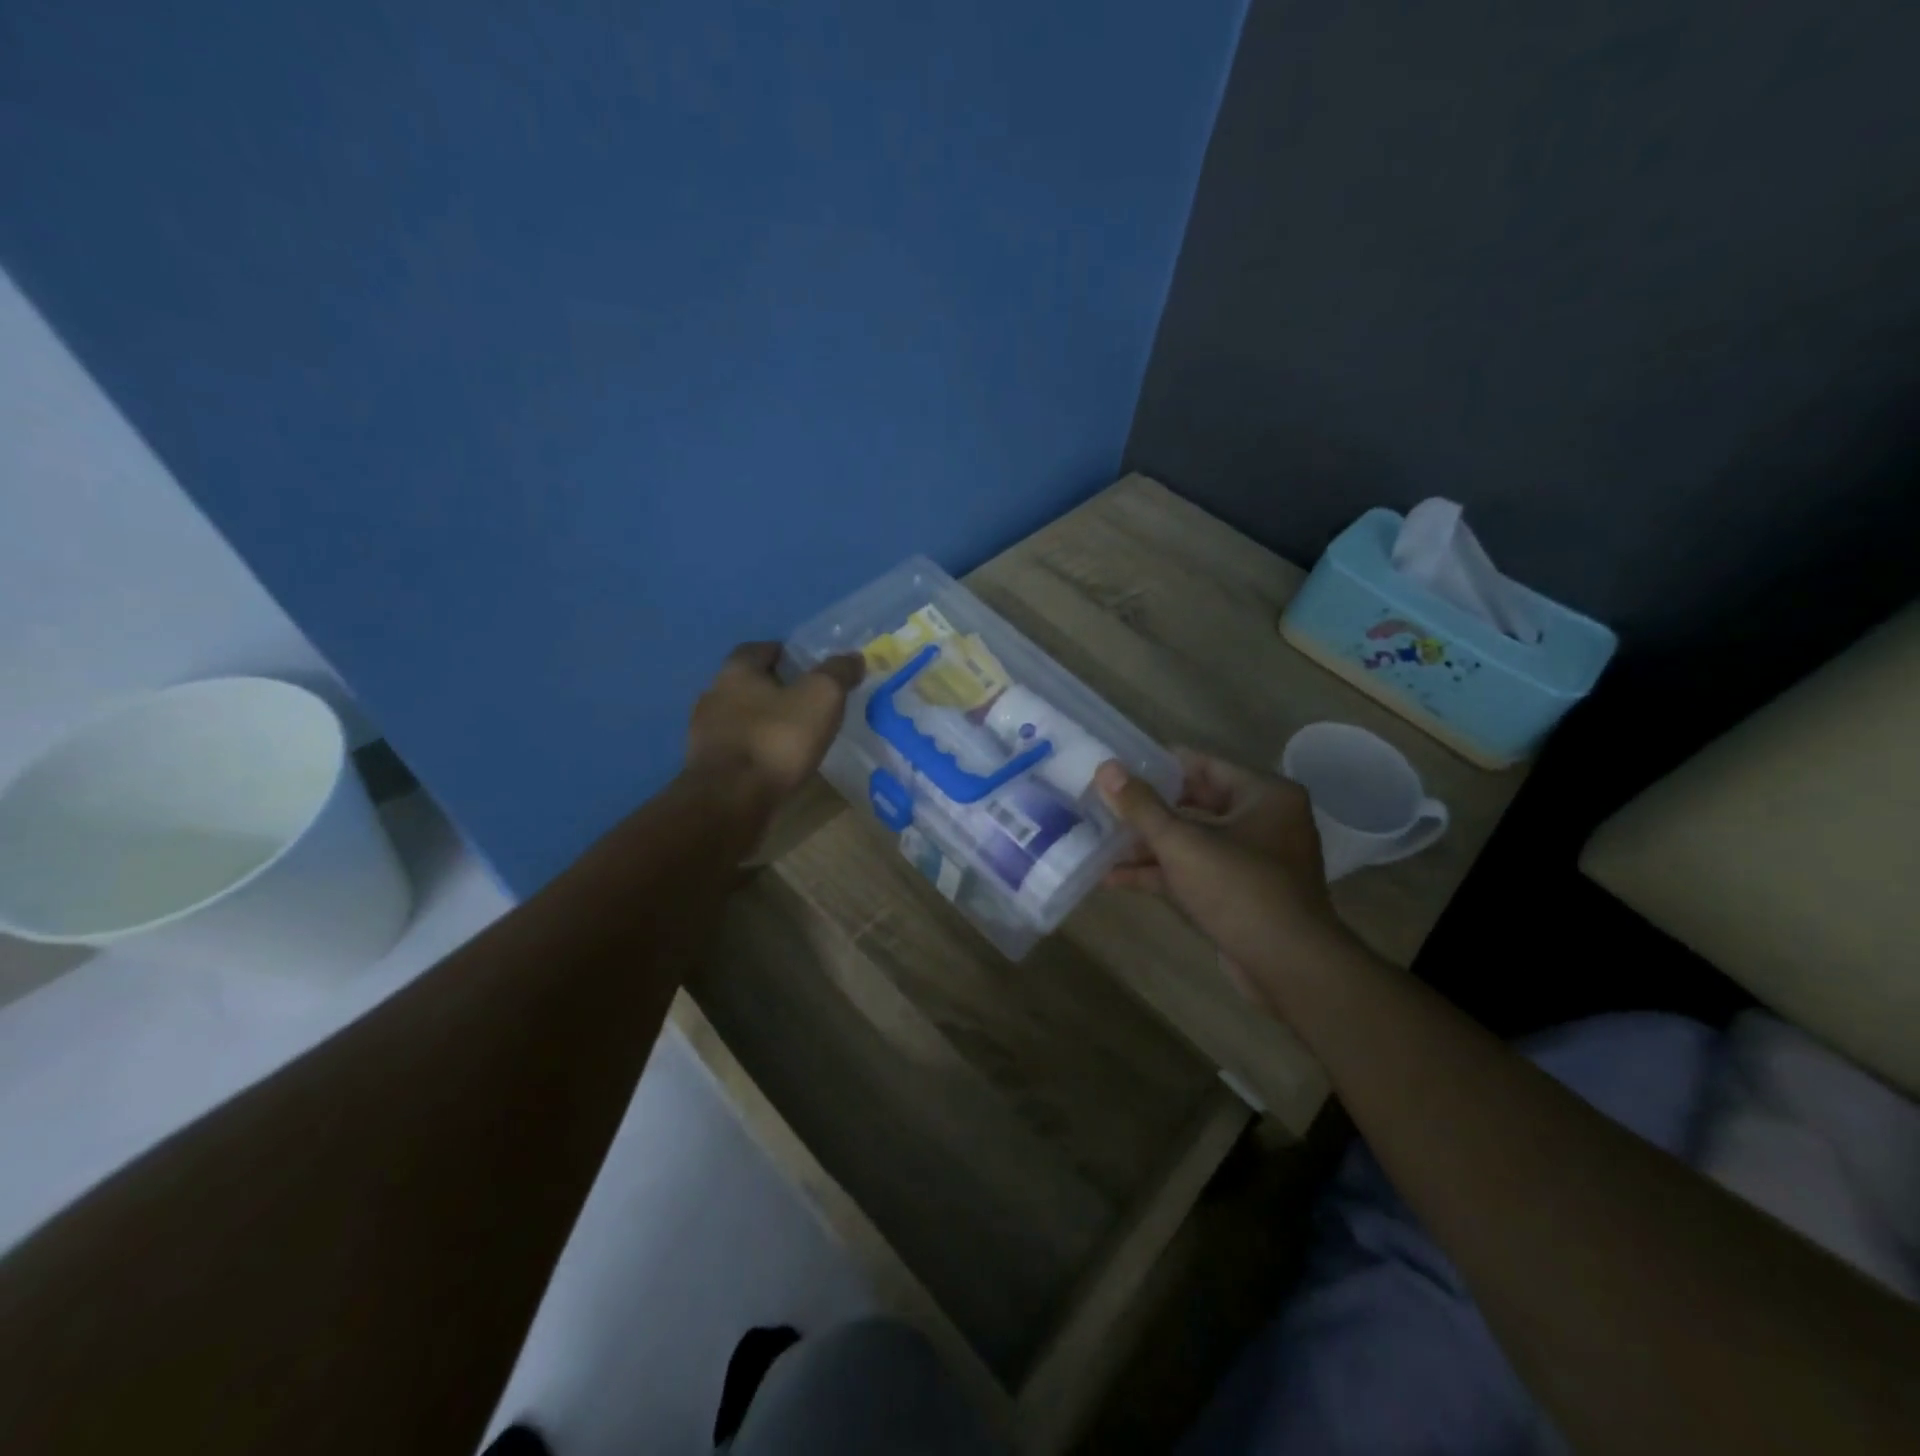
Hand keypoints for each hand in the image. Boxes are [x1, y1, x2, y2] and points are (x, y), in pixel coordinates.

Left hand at [685, 642, 863, 816]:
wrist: (730, 800)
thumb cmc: (777, 739)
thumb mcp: (821, 697)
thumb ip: (838, 673)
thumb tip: (854, 657)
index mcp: (736, 671)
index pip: (757, 649)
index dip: (782, 653)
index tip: (805, 665)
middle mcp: (713, 695)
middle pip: (745, 683)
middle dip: (772, 688)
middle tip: (805, 700)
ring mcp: (704, 733)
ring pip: (739, 717)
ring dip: (761, 721)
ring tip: (792, 734)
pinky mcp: (705, 766)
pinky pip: (735, 748)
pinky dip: (754, 749)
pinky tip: (774, 762)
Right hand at [1097, 749, 1349, 980]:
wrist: (1289, 968)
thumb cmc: (1239, 889)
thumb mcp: (1182, 842)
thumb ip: (1141, 806)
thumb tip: (1106, 768)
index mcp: (1265, 794)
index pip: (1203, 764)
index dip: (1157, 765)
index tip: (1117, 768)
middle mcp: (1266, 821)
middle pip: (1195, 804)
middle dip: (1147, 810)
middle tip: (1104, 802)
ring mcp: (1254, 861)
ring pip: (1193, 841)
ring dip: (1148, 844)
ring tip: (1099, 840)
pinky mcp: (1242, 895)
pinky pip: (1196, 872)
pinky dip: (1161, 873)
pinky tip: (1114, 877)